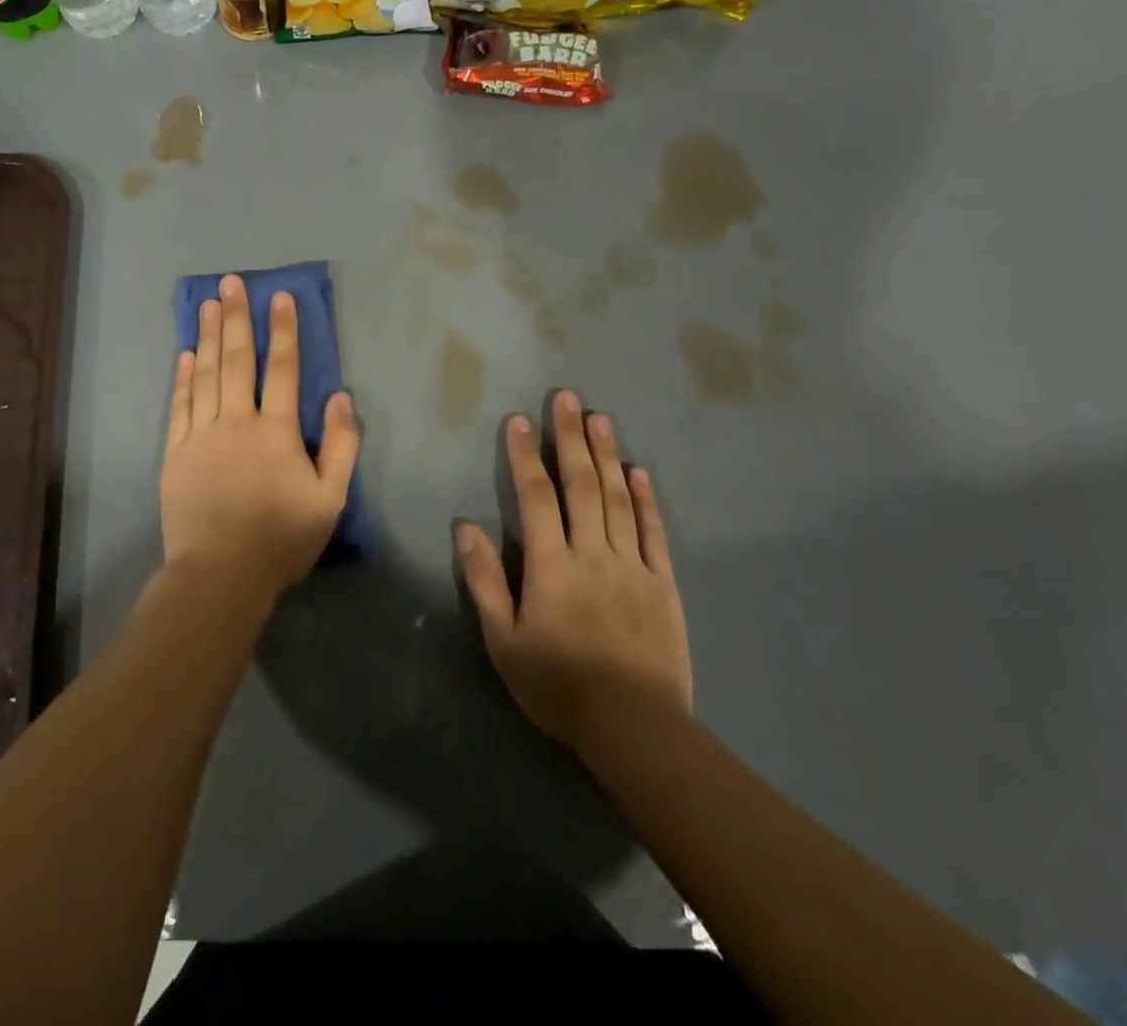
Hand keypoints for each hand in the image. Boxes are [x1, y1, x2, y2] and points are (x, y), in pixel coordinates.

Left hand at [160, 275, 360, 609]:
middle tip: (230, 283)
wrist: (221, 574)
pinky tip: (184, 355)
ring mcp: (201, 435)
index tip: (280, 297)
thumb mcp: (330, 499)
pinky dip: (182, 378)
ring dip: (207, 337)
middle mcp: (236, 422)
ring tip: (206, 304)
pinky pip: (179, 406)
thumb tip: (341, 397)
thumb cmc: (281, 538)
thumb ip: (341, 446)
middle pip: (236, 360)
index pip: (282, 369)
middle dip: (236, 318)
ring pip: (205, 375)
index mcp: (276, 431)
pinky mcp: (175, 453)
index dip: (283, 331)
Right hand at [455, 389, 691, 756]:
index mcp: (551, 565)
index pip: (536, 497)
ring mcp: (632, 565)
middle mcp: (592, 553)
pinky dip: (645, 498)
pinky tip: (638, 471)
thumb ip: (485, 581)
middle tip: (566, 398)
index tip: (519, 421)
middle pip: (580, 485)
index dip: (525, 456)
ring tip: (599, 418)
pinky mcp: (662, 583)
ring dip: (606, 455)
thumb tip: (465, 527)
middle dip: (570, 438)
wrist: (635, 729)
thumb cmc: (558, 686)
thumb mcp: (504, 640)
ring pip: (617, 498)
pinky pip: (653, 531)